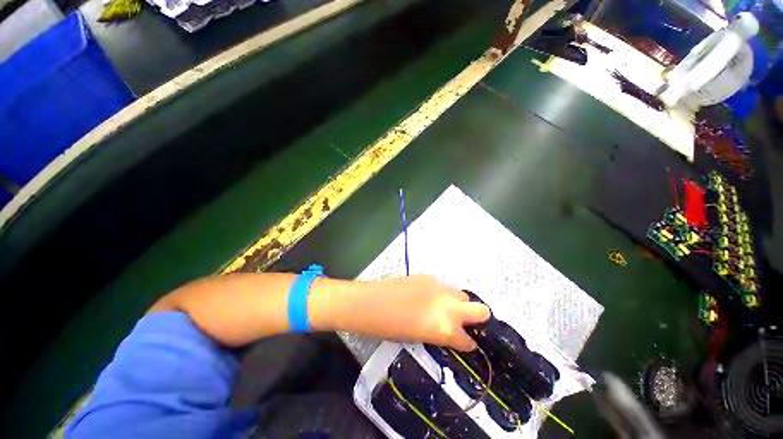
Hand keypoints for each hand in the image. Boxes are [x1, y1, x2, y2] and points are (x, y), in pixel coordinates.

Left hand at [313, 275, 490, 350]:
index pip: (469, 340)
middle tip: (465, 324)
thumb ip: (439, 335)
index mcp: (445, 329)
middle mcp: (450, 308)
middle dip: (478, 319)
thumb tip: (449, 333)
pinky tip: (426, 300)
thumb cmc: (387, 329)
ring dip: (459, 305)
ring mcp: (442, 289)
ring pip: (463, 296)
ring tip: (443, 310)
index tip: (467, 344)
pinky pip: (445, 288)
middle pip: (482, 310)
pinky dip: (442, 295)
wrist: (366, 304)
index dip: (468, 344)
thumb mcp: (417, 338)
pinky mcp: (430, 277)